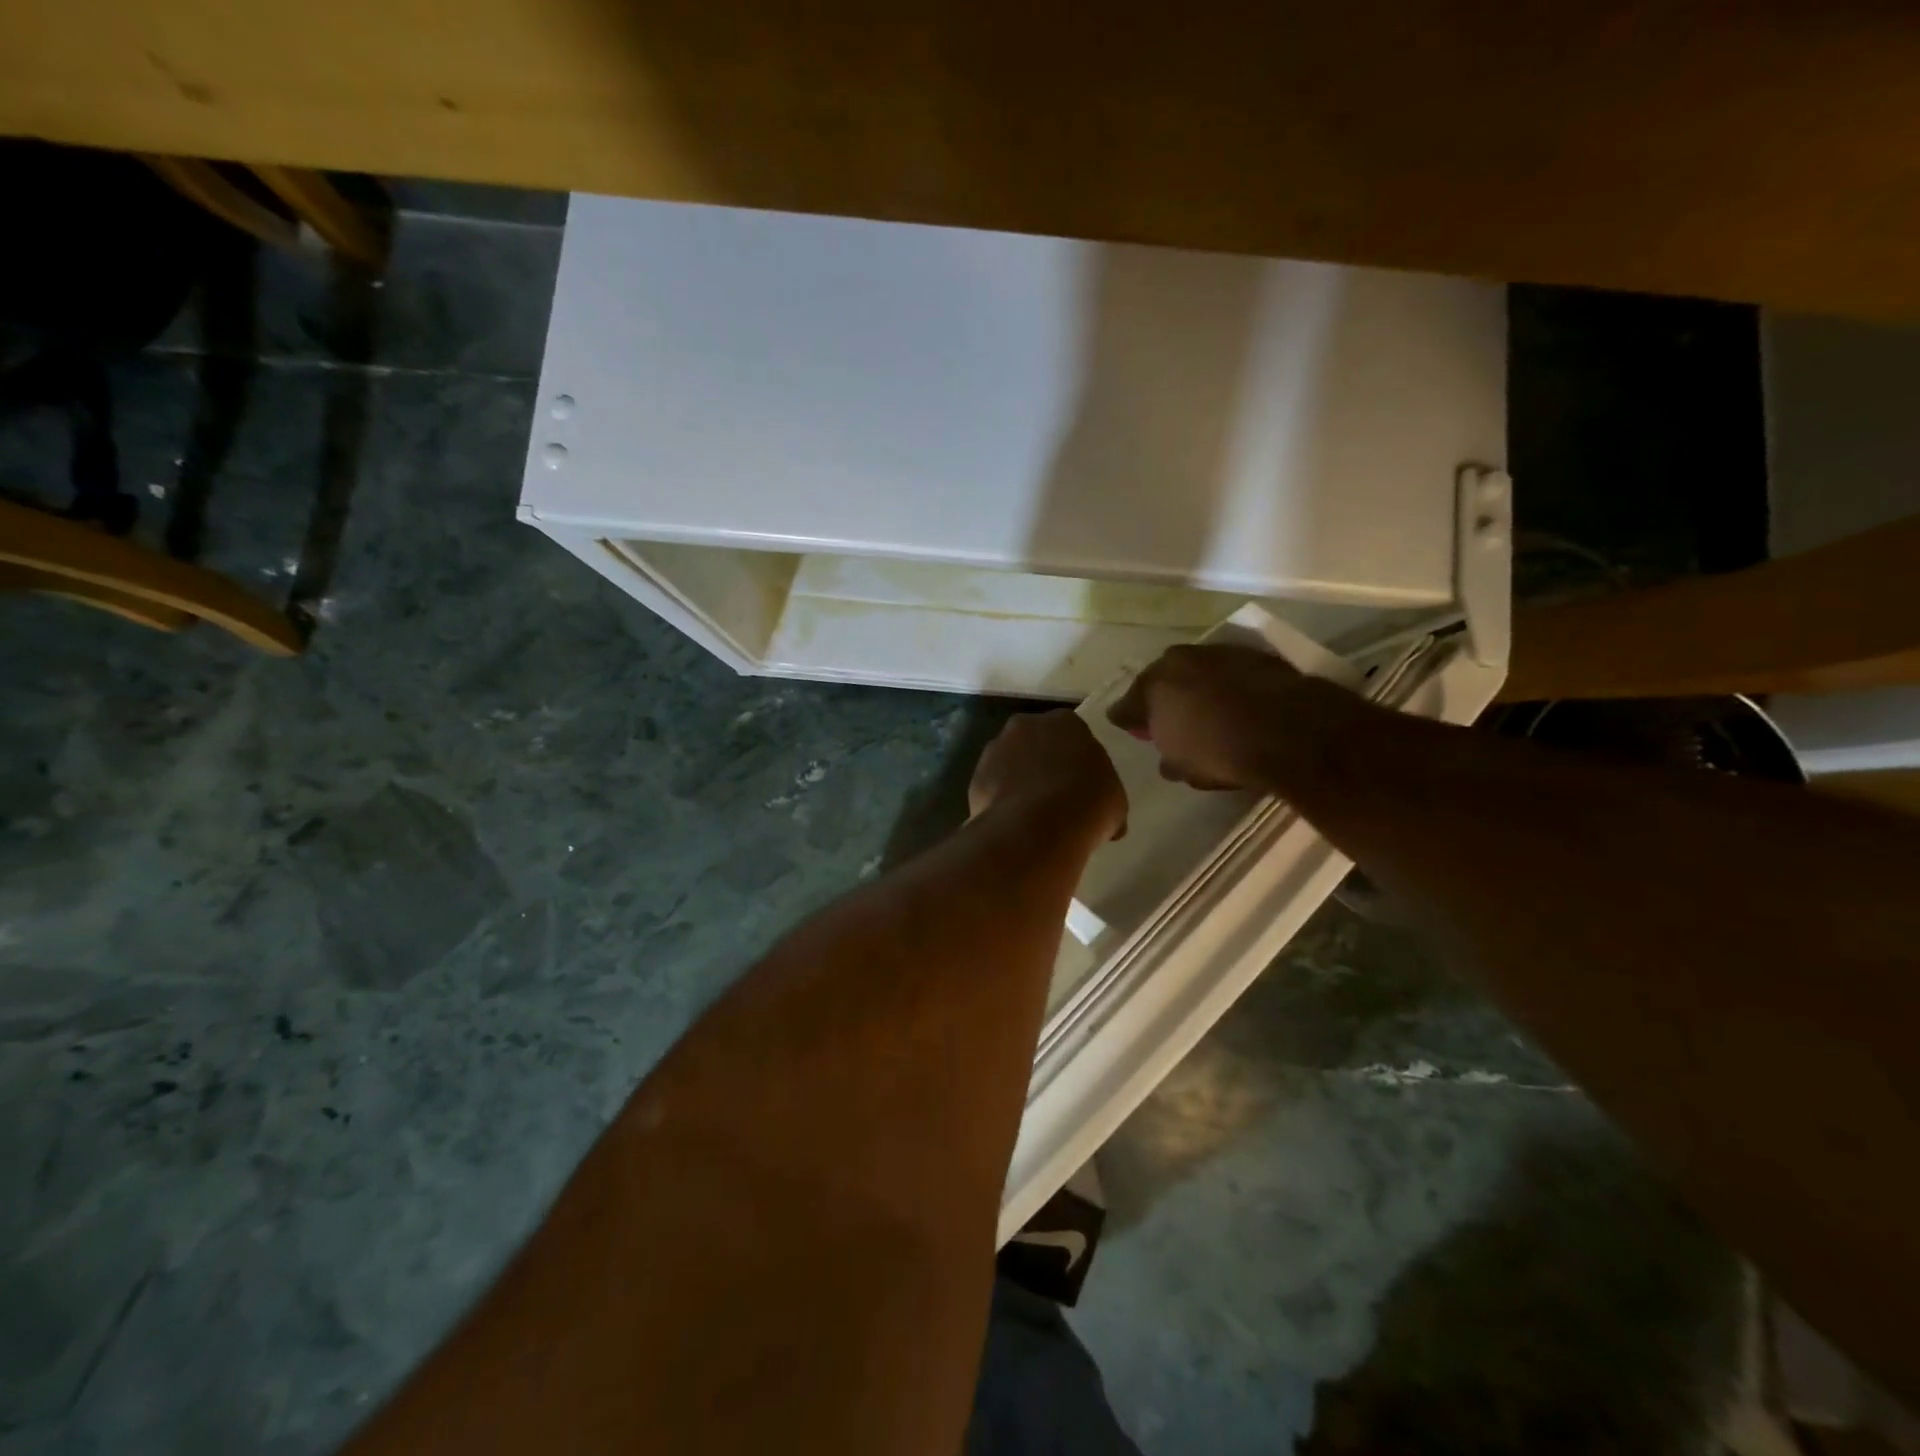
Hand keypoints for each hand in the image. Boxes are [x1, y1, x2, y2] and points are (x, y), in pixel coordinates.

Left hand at [969, 711, 1127, 839]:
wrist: (1039, 826)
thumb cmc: (1088, 804)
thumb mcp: (1114, 800)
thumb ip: (1104, 793)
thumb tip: (1104, 815)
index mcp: (1065, 722)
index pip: (1070, 733)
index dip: (1074, 758)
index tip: (1078, 781)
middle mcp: (1025, 725)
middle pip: (1034, 741)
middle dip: (1041, 762)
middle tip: (1054, 794)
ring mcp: (996, 749)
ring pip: (1009, 762)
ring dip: (1017, 780)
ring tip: (1031, 813)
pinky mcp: (976, 776)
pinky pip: (992, 786)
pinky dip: (1000, 800)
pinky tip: (1013, 822)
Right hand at [1108, 643, 1353, 790]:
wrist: (1289, 728)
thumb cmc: (1220, 752)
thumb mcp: (1183, 767)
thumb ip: (1167, 756)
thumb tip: (1166, 756)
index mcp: (1152, 685)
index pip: (1128, 703)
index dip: (1130, 719)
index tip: (1134, 730)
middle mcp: (1179, 659)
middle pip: (1162, 680)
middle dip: (1163, 698)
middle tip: (1171, 720)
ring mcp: (1218, 652)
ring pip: (1197, 672)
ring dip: (1197, 689)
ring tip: (1208, 713)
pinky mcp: (1254, 654)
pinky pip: (1230, 673)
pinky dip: (1228, 687)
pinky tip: (1238, 706)